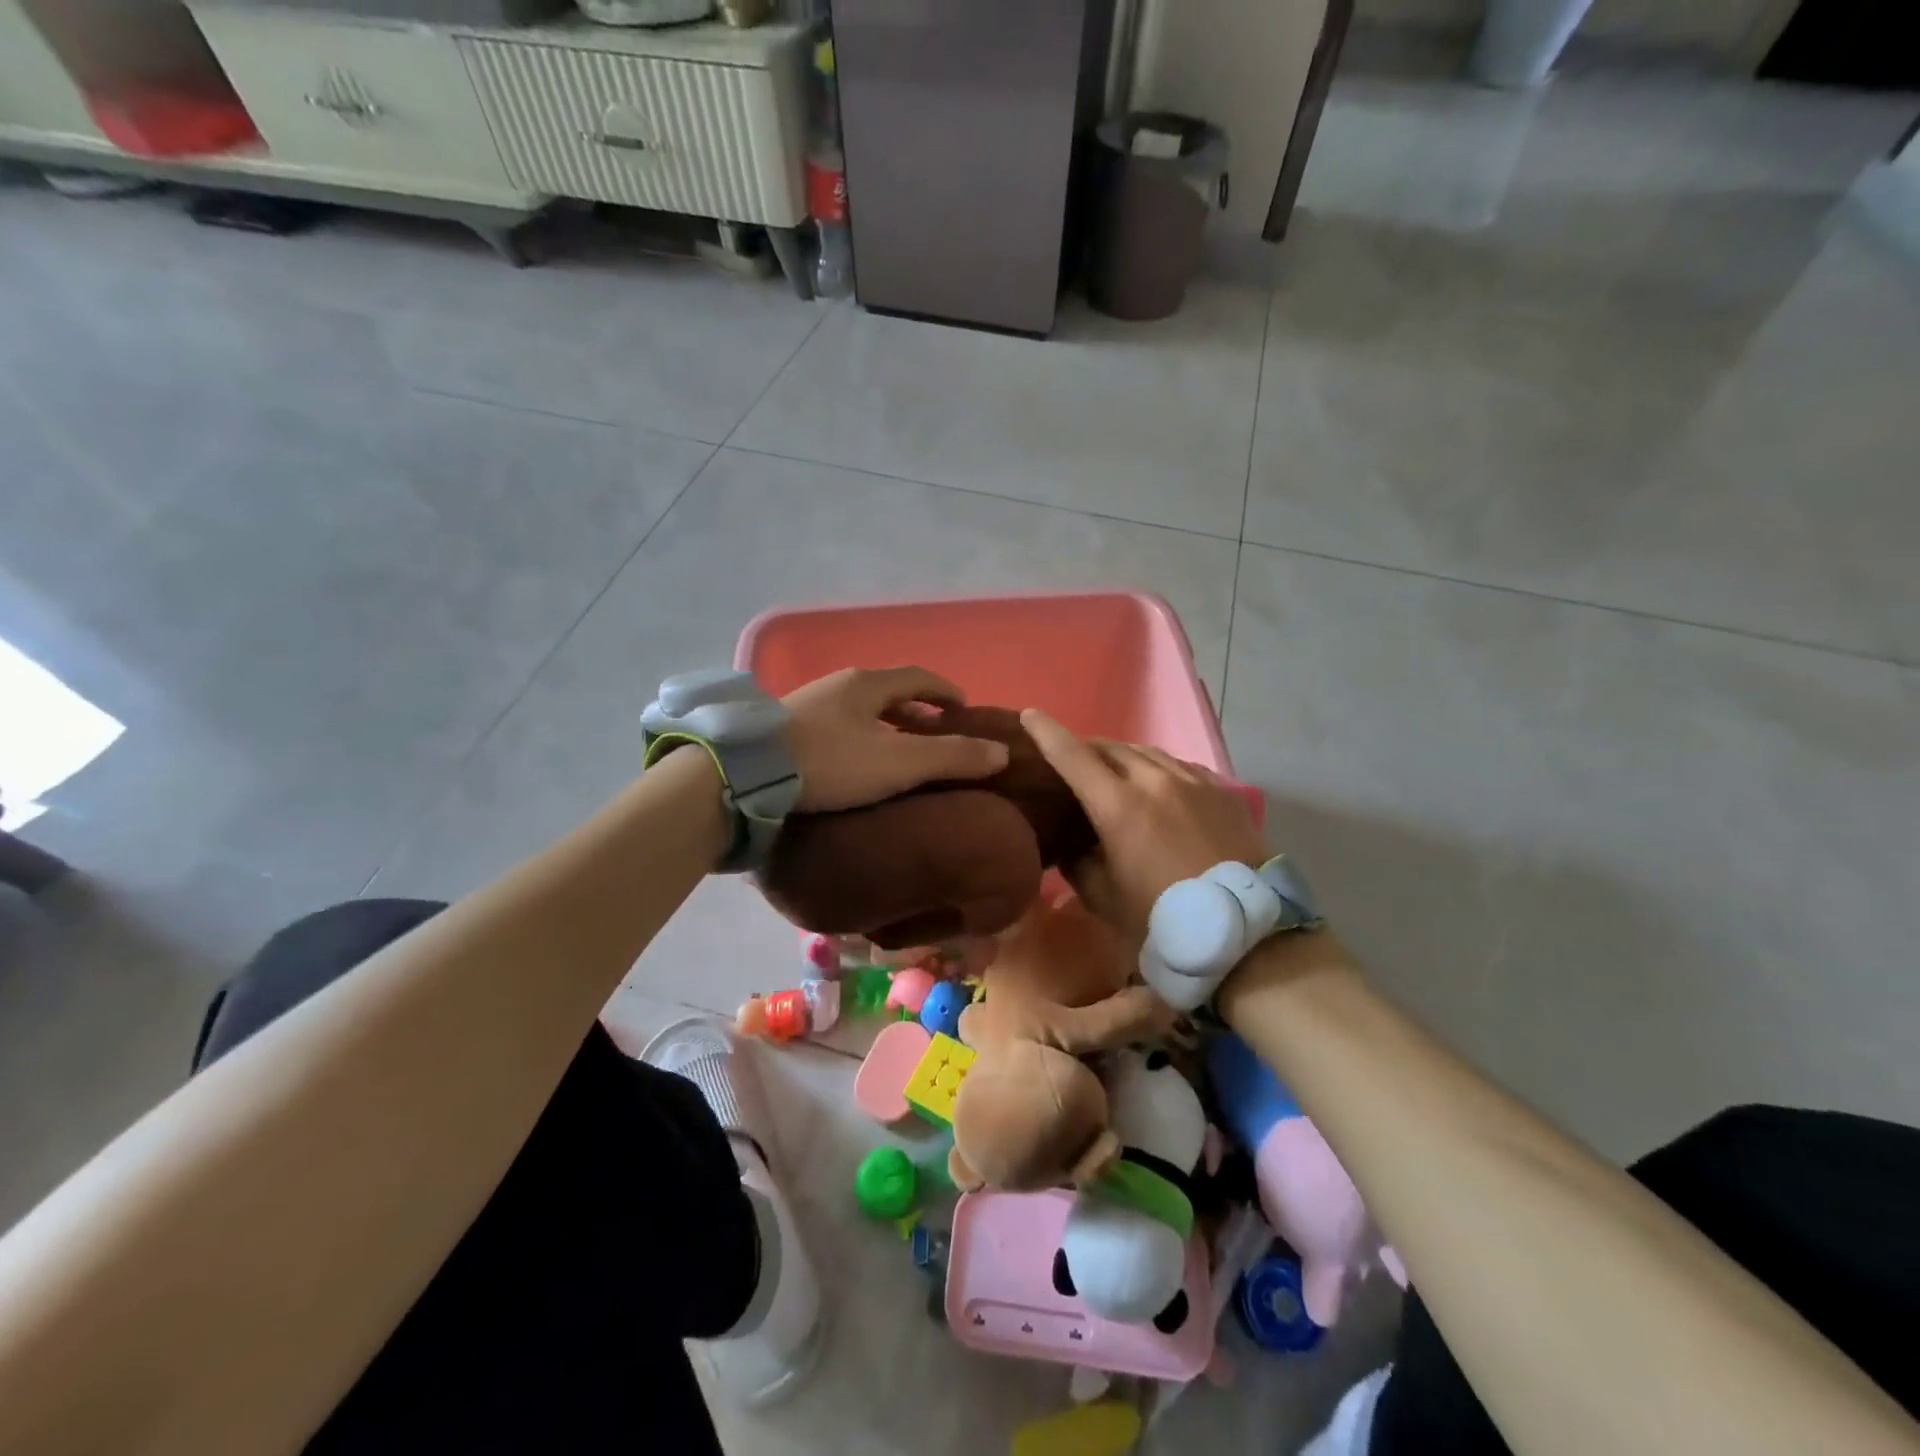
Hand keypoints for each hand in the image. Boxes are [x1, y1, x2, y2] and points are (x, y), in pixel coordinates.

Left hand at [784, 667, 1008, 812]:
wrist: (746, 774)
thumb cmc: (831, 762)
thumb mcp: (899, 763)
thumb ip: (952, 757)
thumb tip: (1001, 753)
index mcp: (867, 684)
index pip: (918, 677)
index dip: (945, 691)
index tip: (964, 708)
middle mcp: (838, 685)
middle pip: (888, 692)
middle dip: (916, 711)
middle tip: (935, 734)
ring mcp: (808, 704)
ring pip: (859, 710)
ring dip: (885, 725)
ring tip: (897, 751)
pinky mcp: (786, 729)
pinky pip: (836, 725)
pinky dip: (858, 737)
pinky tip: (854, 763)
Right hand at [1021, 708, 1267, 940]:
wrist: (1244, 930)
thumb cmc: (1163, 918)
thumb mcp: (1105, 898)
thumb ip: (1079, 863)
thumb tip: (1072, 845)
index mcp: (1118, 805)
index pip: (1072, 756)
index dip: (1047, 732)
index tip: (1029, 715)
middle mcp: (1153, 780)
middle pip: (1110, 748)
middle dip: (1085, 750)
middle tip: (1073, 764)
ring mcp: (1191, 780)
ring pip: (1146, 753)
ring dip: (1122, 757)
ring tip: (1114, 772)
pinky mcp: (1219, 789)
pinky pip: (1178, 766)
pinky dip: (1157, 769)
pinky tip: (1158, 785)